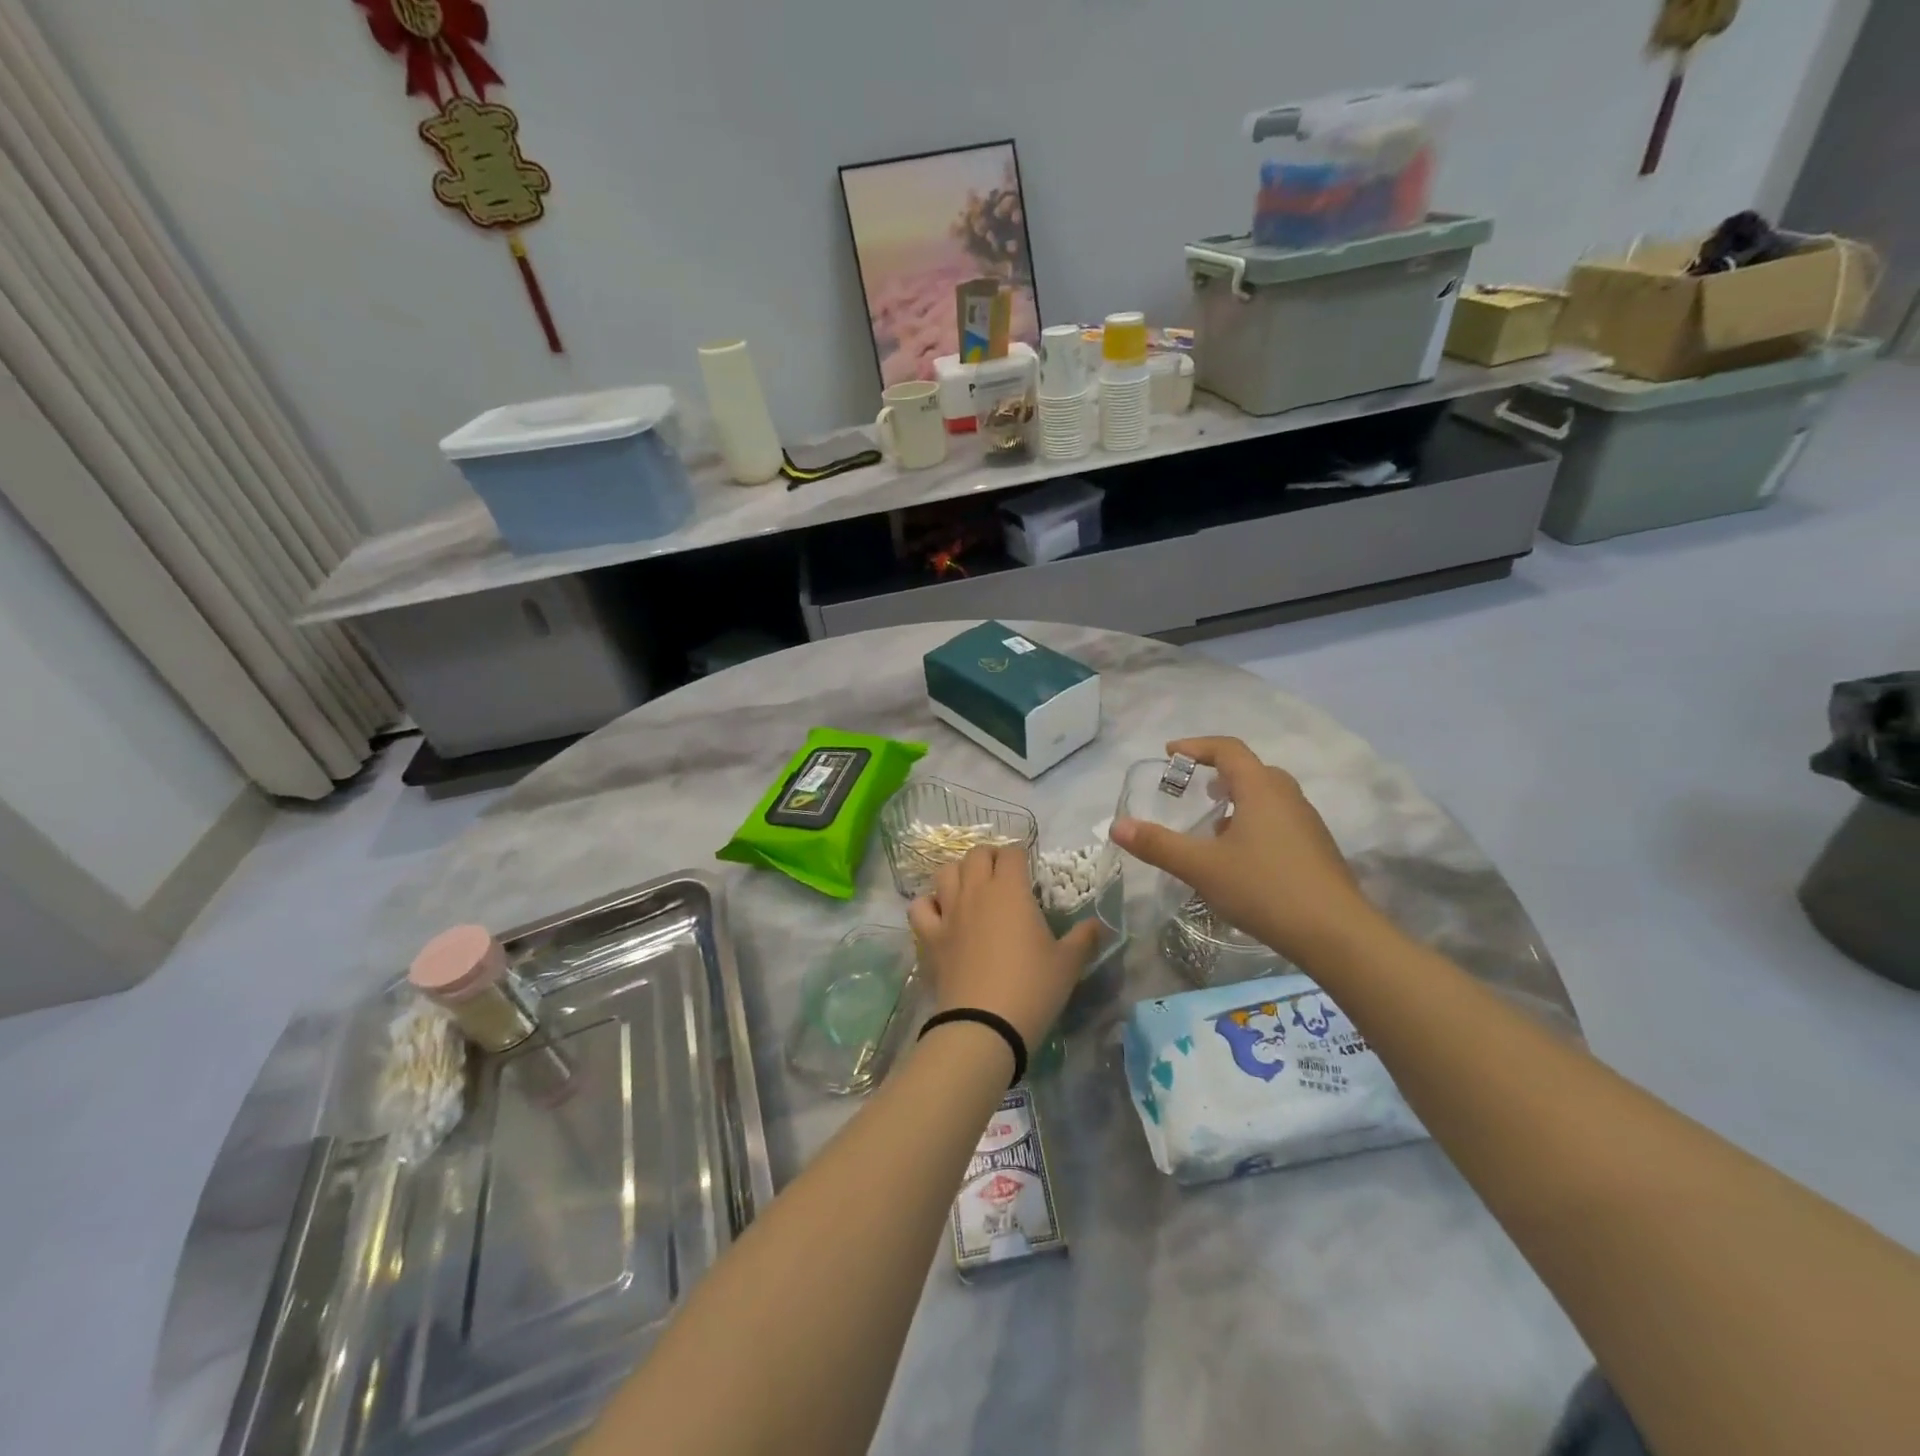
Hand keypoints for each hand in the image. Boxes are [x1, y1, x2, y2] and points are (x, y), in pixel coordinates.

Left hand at [908, 846, 1101, 1051]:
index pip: (1012, 853)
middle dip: (990, 857)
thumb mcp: (1068, 963)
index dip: (1021, 855)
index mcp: (1011, 890)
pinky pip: (920, 907)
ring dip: (959, 873)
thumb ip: (1085, 938)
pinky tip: (940, 913)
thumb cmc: (1032, 988)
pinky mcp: (930, 936)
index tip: (1029, 869)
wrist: (984, 1024)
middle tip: (1003, 875)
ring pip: (945, 872)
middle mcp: (976, 891)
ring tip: (971, 887)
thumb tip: (1099, 924)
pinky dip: (929, 903)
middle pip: (976, 854)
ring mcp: (949, 912)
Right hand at [1110, 736, 1385, 967]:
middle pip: (1251, 769)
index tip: (1169, 753)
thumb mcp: (1202, 867)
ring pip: (1268, 796)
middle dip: (1218, 771)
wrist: (1337, 934)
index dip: (1196, 746)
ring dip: (1238, 798)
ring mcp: (1307, 823)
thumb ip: (1158, 845)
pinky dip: (1254, 821)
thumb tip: (1117, 826)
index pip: (1228, 749)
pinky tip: (1241, 856)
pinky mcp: (1316, 849)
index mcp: (1261, 789)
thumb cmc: (1265, 889)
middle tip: (1192, 785)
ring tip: (1212, 823)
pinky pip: (1279, 819)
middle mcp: (1287, 797)